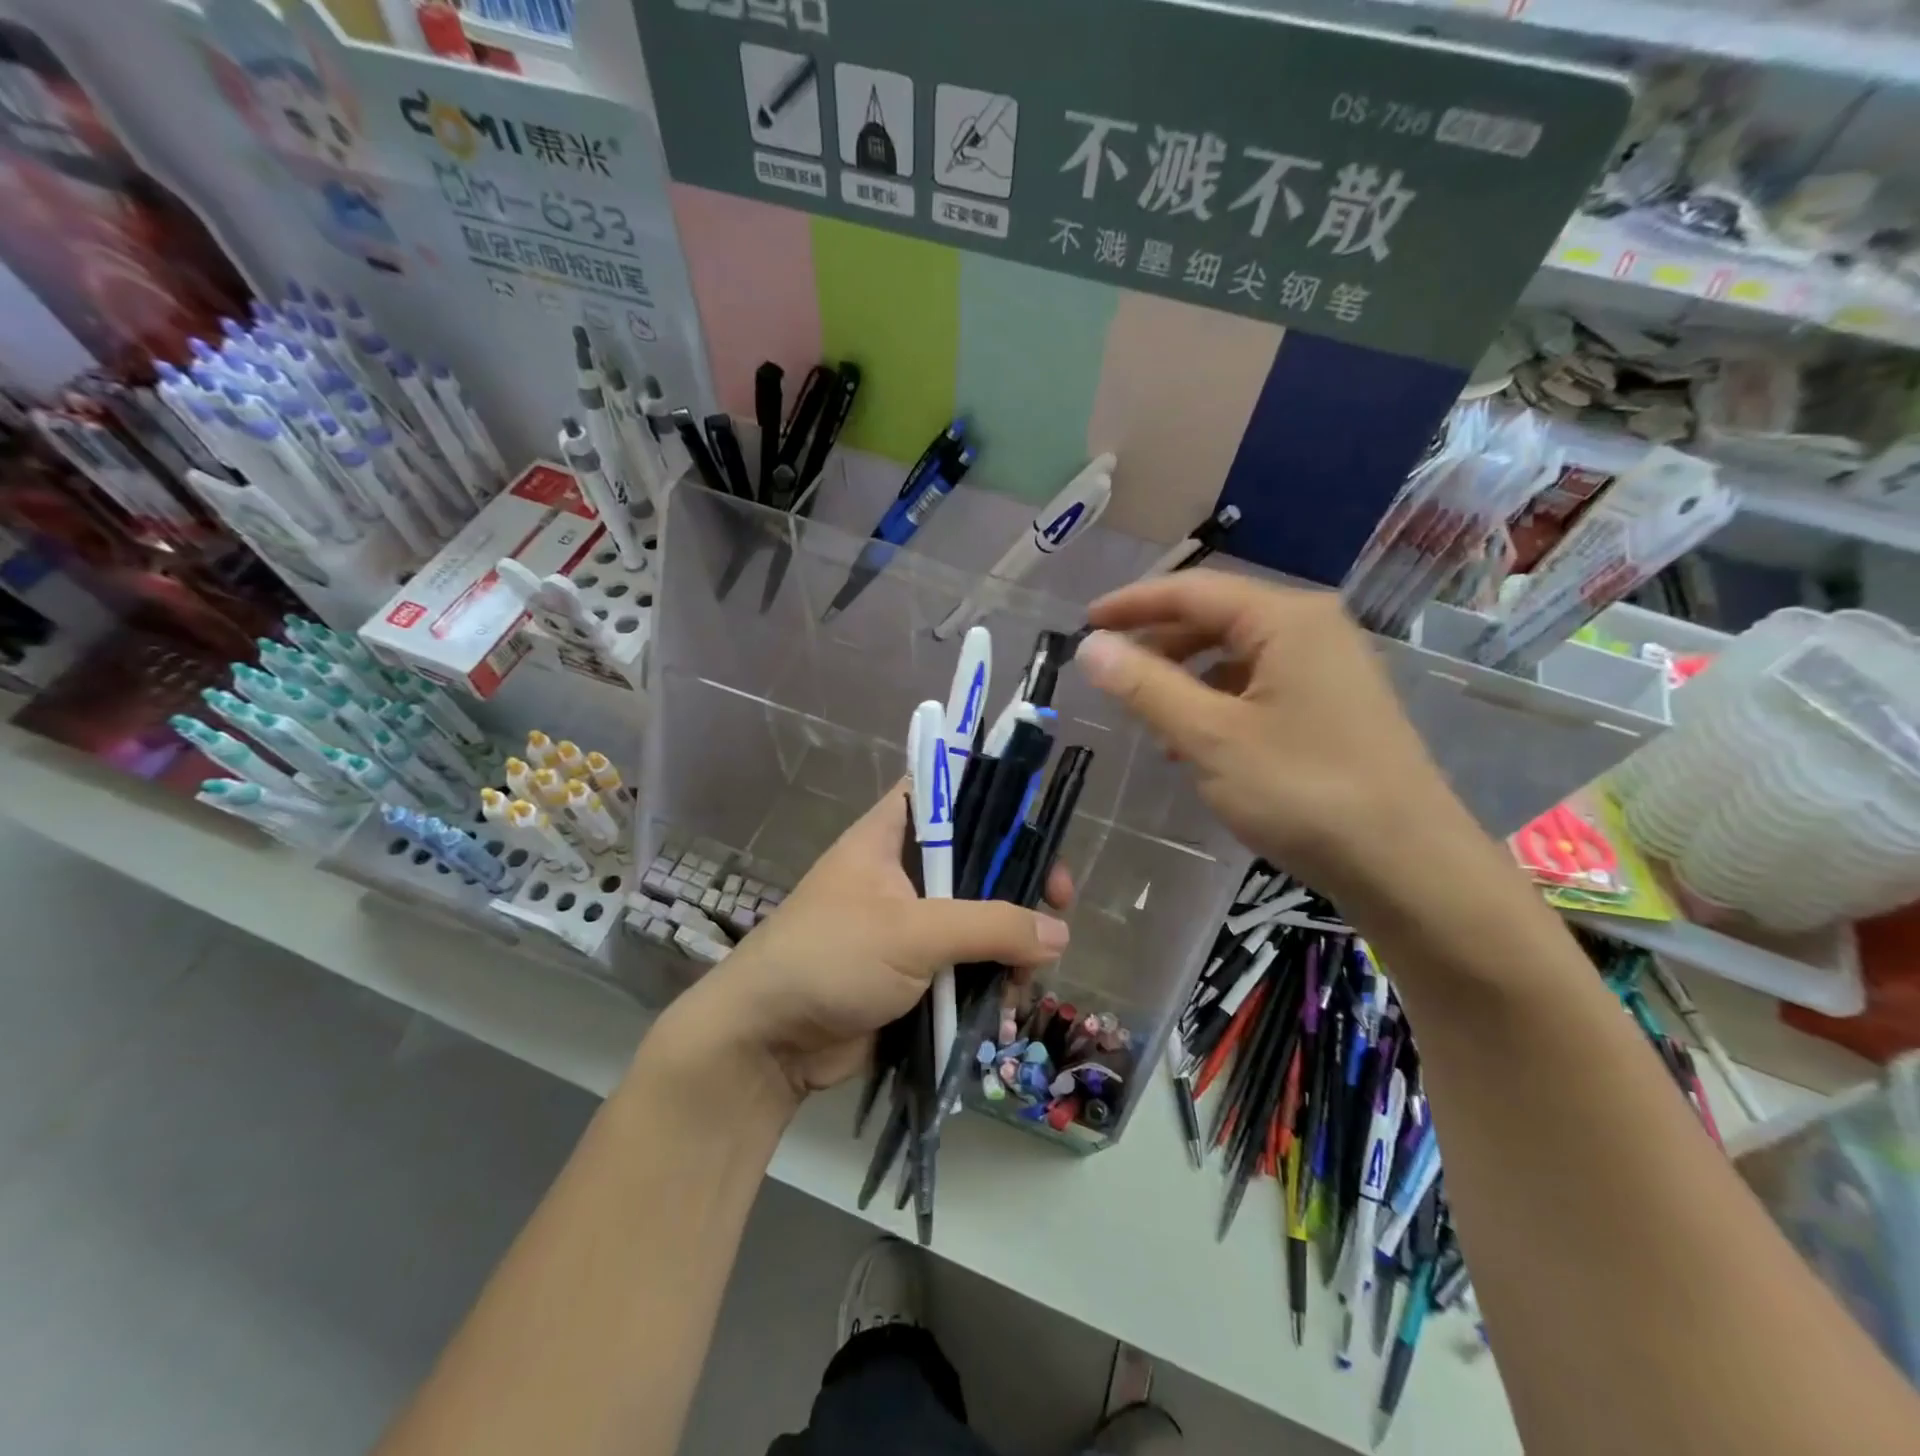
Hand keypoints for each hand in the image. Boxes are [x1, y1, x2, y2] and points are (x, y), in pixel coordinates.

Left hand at [666, 785, 1071, 1102]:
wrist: (767, 1043)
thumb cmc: (830, 960)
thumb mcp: (912, 932)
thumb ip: (990, 926)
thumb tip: (1059, 934)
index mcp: (890, 836)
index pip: (948, 791)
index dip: (995, 799)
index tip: (1037, 828)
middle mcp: (902, 871)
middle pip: (977, 858)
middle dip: (1019, 882)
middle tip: (1058, 905)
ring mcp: (909, 923)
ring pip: (979, 916)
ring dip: (1010, 941)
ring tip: (1028, 975)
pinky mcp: (915, 971)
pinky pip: (967, 962)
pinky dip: (992, 977)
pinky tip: (1007, 1002)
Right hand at [1077, 570, 1483, 902]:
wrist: (1407, 866)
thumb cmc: (1302, 791)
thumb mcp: (1209, 737)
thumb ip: (1145, 686)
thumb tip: (1091, 645)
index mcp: (1286, 619)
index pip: (1192, 591)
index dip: (1132, 604)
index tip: (1083, 622)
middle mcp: (1312, 630)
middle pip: (1217, 618)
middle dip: (1158, 642)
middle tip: (1109, 671)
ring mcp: (1328, 669)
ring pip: (1236, 656)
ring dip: (1185, 677)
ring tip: (1147, 715)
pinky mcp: (1333, 708)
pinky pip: (1259, 687)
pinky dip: (1217, 704)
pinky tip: (1194, 744)